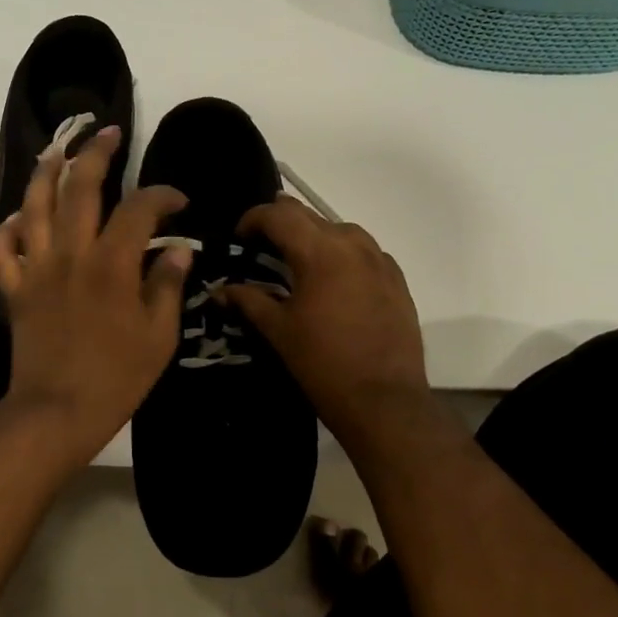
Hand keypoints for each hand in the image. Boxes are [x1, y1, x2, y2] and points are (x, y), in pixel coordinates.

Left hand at [0, 126, 191, 460]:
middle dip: (96, 153)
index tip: (177, 201)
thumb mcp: (159, 336)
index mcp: (112, 264)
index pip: (139, 210)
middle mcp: (71, 254)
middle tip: (109, 133)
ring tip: (57, 150)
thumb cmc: (117, 377)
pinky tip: (19, 219)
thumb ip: (167, 286)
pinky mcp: (15, 289)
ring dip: (46, 173)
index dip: (161, 195)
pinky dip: (7, 230)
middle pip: (80, 187)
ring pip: (35, 206)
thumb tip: (179, 249)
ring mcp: (37, 269)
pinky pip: (2, 250)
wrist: (57, 411)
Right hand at [222, 196, 431, 445]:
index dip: (253, 219)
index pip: (279, 215)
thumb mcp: (278, 330)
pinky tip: (333, 279)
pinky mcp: (397, 280)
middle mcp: (352, 245)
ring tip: (297, 260)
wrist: (383, 401)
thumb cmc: (322, 363)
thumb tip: (221, 290)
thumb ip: (248, 301)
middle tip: (261, 245)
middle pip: (309, 215)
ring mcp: (379, 261)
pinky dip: (342, 254)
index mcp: (319, 252)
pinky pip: (365, 252)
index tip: (238, 237)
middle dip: (281, 223)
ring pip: (340, 229)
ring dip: (313, 235)